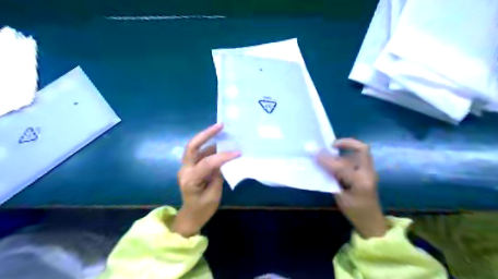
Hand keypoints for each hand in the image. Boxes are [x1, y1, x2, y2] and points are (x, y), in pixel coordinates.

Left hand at [172, 124, 240, 236]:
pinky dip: (209, 147)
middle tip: (220, 125)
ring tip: (221, 130)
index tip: (238, 153)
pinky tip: (219, 144)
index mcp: (190, 180)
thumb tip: (225, 160)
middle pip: (192, 147)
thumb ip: (218, 175)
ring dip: (208, 138)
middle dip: (206, 134)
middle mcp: (185, 170)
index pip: (207, 163)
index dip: (223, 156)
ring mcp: (185, 167)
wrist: (190, 216)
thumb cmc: (203, 210)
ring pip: (194, 147)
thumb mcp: (214, 195)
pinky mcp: (190, 167)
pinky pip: (199, 153)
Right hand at [316, 138, 386, 238]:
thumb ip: (331, 179)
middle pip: (362, 149)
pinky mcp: (369, 173)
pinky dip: (348, 155)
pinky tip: (338, 161)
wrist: (372, 221)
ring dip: (347, 148)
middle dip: (346, 143)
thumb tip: (319, 164)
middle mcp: (368, 173)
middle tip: (331, 145)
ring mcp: (370, 172)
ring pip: (361, 152)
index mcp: (360, 182)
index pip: (341, 166)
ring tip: (332, 152)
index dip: (326, 159)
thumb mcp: (340, 198)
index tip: (315, 153)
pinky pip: (359, 158)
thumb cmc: (355, 213)